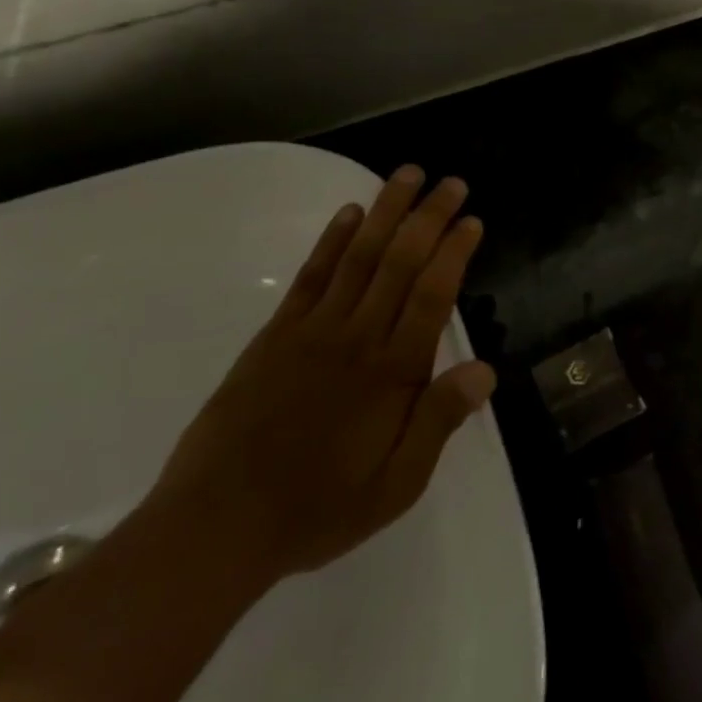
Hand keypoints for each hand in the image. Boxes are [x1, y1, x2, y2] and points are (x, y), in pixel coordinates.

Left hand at [148, 166, 495, 585]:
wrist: (216, 526)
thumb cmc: (318, 509)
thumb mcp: (395, 486)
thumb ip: (438, 422)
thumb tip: (485, 369)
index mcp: (392, 372)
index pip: (433, 294)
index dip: (454, 252)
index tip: (471, 221)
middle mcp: (357, 337)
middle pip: (400, 261)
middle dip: (429, 216)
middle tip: (451, 182)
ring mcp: (313, 329)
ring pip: (359, 256)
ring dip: (386, 211)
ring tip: (408, 175)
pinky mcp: (276, 334)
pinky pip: (311, 275)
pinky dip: (332, 239)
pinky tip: (349, 213)